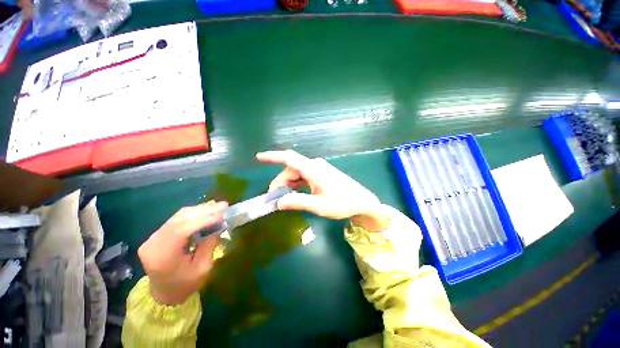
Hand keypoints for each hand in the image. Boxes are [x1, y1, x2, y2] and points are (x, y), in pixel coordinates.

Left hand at [137, 201, 227, 305]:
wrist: (164, 294)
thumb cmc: (185, 285)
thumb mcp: (202, 268)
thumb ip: (209, 245)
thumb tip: (218, 225)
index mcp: (162, 257)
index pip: (182, 230)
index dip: (204, 219)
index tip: (223, 213)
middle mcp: (153, 243)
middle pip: (179, 219)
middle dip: (204, 211)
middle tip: (224, 205)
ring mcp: (152, 238)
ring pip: (178, 216)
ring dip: (200, 210)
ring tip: (218, 206)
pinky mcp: (157, 235)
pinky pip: (177, 219)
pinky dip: (194, 213)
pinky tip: (206, 210)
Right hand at [256, 150, 389, 231]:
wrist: (363, 202)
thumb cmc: (343, 203)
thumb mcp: (318, 206)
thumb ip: (297, 202)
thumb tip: (278, 203)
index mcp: (313, 169)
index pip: (289, 158)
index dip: (273, 156)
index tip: (259, 157)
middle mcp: (315, 166)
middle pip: (291, 169)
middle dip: (280, 182)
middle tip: (275, 199)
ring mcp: (319, 170)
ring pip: (297, 174)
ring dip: (288, 184)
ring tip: (283, 198)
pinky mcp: (322, 175)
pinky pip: (305, 177)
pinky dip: (297, 184)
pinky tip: (294, 194)